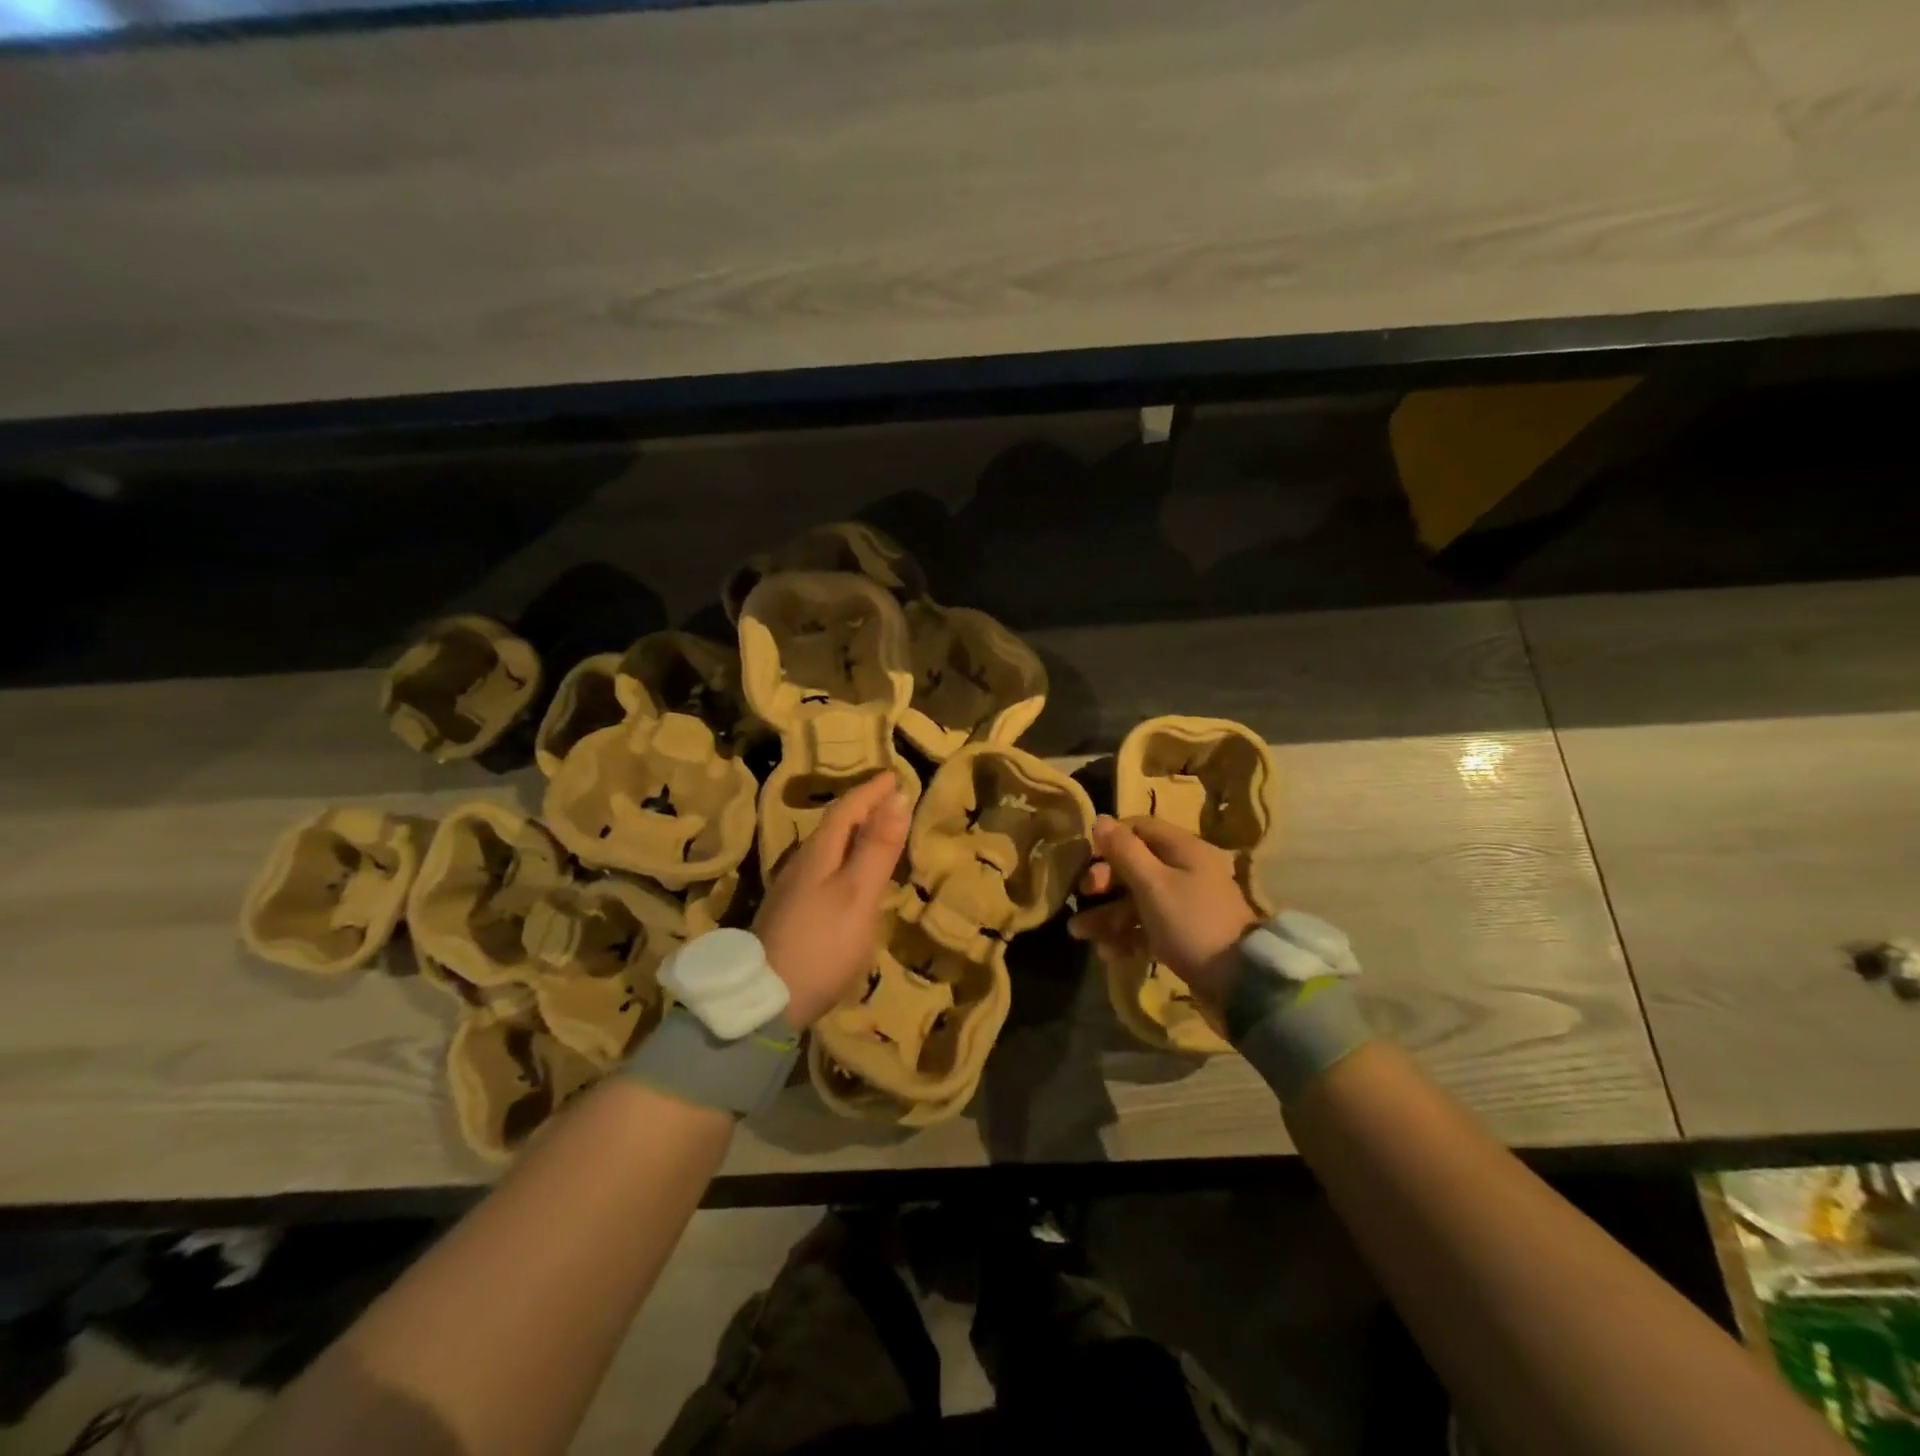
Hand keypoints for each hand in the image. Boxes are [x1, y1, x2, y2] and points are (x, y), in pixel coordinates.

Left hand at [752, 773, 910, 1027]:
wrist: (765, 1002)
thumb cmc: (821, 943)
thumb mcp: (858, 893)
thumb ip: (878, 847)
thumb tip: (897, 796)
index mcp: (818, 854)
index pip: (847, 809)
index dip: (871, 791)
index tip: (894, 775)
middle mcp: (801, 865)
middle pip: (834, 826)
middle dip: (862, 808)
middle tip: (889, 799)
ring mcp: (792, 892)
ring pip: (827, 850)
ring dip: (853, 835)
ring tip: (876, 832)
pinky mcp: (791, 916)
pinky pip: (824, 871)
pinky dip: (845, 860)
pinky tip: (852, 878)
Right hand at [1068, 815, 1261, 1008]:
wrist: (1237, 981)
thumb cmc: (1191, 922)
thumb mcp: (1153, 883)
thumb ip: (1124, 851)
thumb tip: (1101, 820)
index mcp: (1182, 849)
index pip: (1139, 828)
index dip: (1110, 840)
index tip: (1088, 859)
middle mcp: (1184, 870)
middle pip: (1134, 865)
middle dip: (1103, 882)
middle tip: (1083, 896)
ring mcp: (1184, 904)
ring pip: (1136, 899)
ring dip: (1106, 914)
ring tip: (1078, 933)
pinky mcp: (1182, 933)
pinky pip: (1147, 926)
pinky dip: (1126, 936)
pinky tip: (1108, 953)